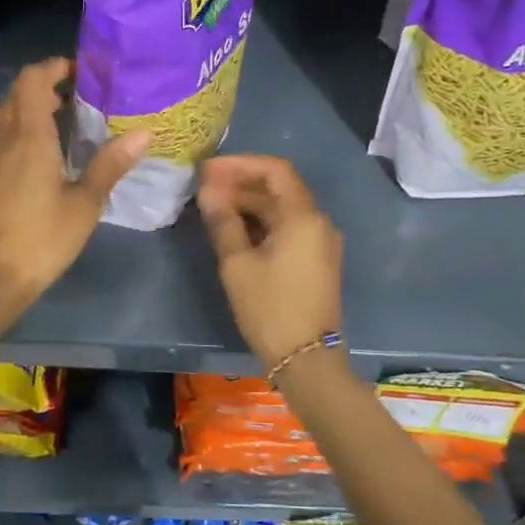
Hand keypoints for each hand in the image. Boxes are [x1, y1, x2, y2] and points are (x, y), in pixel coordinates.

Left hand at [0, 58, 148, 311]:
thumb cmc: (43, 237)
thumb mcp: (85, 202)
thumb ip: (111, 165)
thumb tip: (144, 133)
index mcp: (30, 137)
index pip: (33, 80)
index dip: (54, 66)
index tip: (83, 72)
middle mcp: (7, 138)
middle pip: (18, 91)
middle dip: (47, 83)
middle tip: (81, 95)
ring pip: (9, 113)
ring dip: (34, 104)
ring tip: (70, 119)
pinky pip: (6, 134)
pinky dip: (26, 126)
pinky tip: (51, 151)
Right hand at [197, 155, 344, 370]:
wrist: (307, 360)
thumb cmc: (270, 308)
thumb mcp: (238, 264)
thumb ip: (223, 221)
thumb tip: (208, 192)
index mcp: (303, 216)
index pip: (275, 170)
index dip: (240, 164)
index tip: (208, 170)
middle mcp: (318, 222)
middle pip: (279, 187)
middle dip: (241, 183)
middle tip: (204, 187)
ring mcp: (320, 242)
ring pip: (282, 209)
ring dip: (249, 203)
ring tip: (213, 206)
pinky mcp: (315, 260)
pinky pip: (288, 227)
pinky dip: (261, 222)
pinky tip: (234, 228)